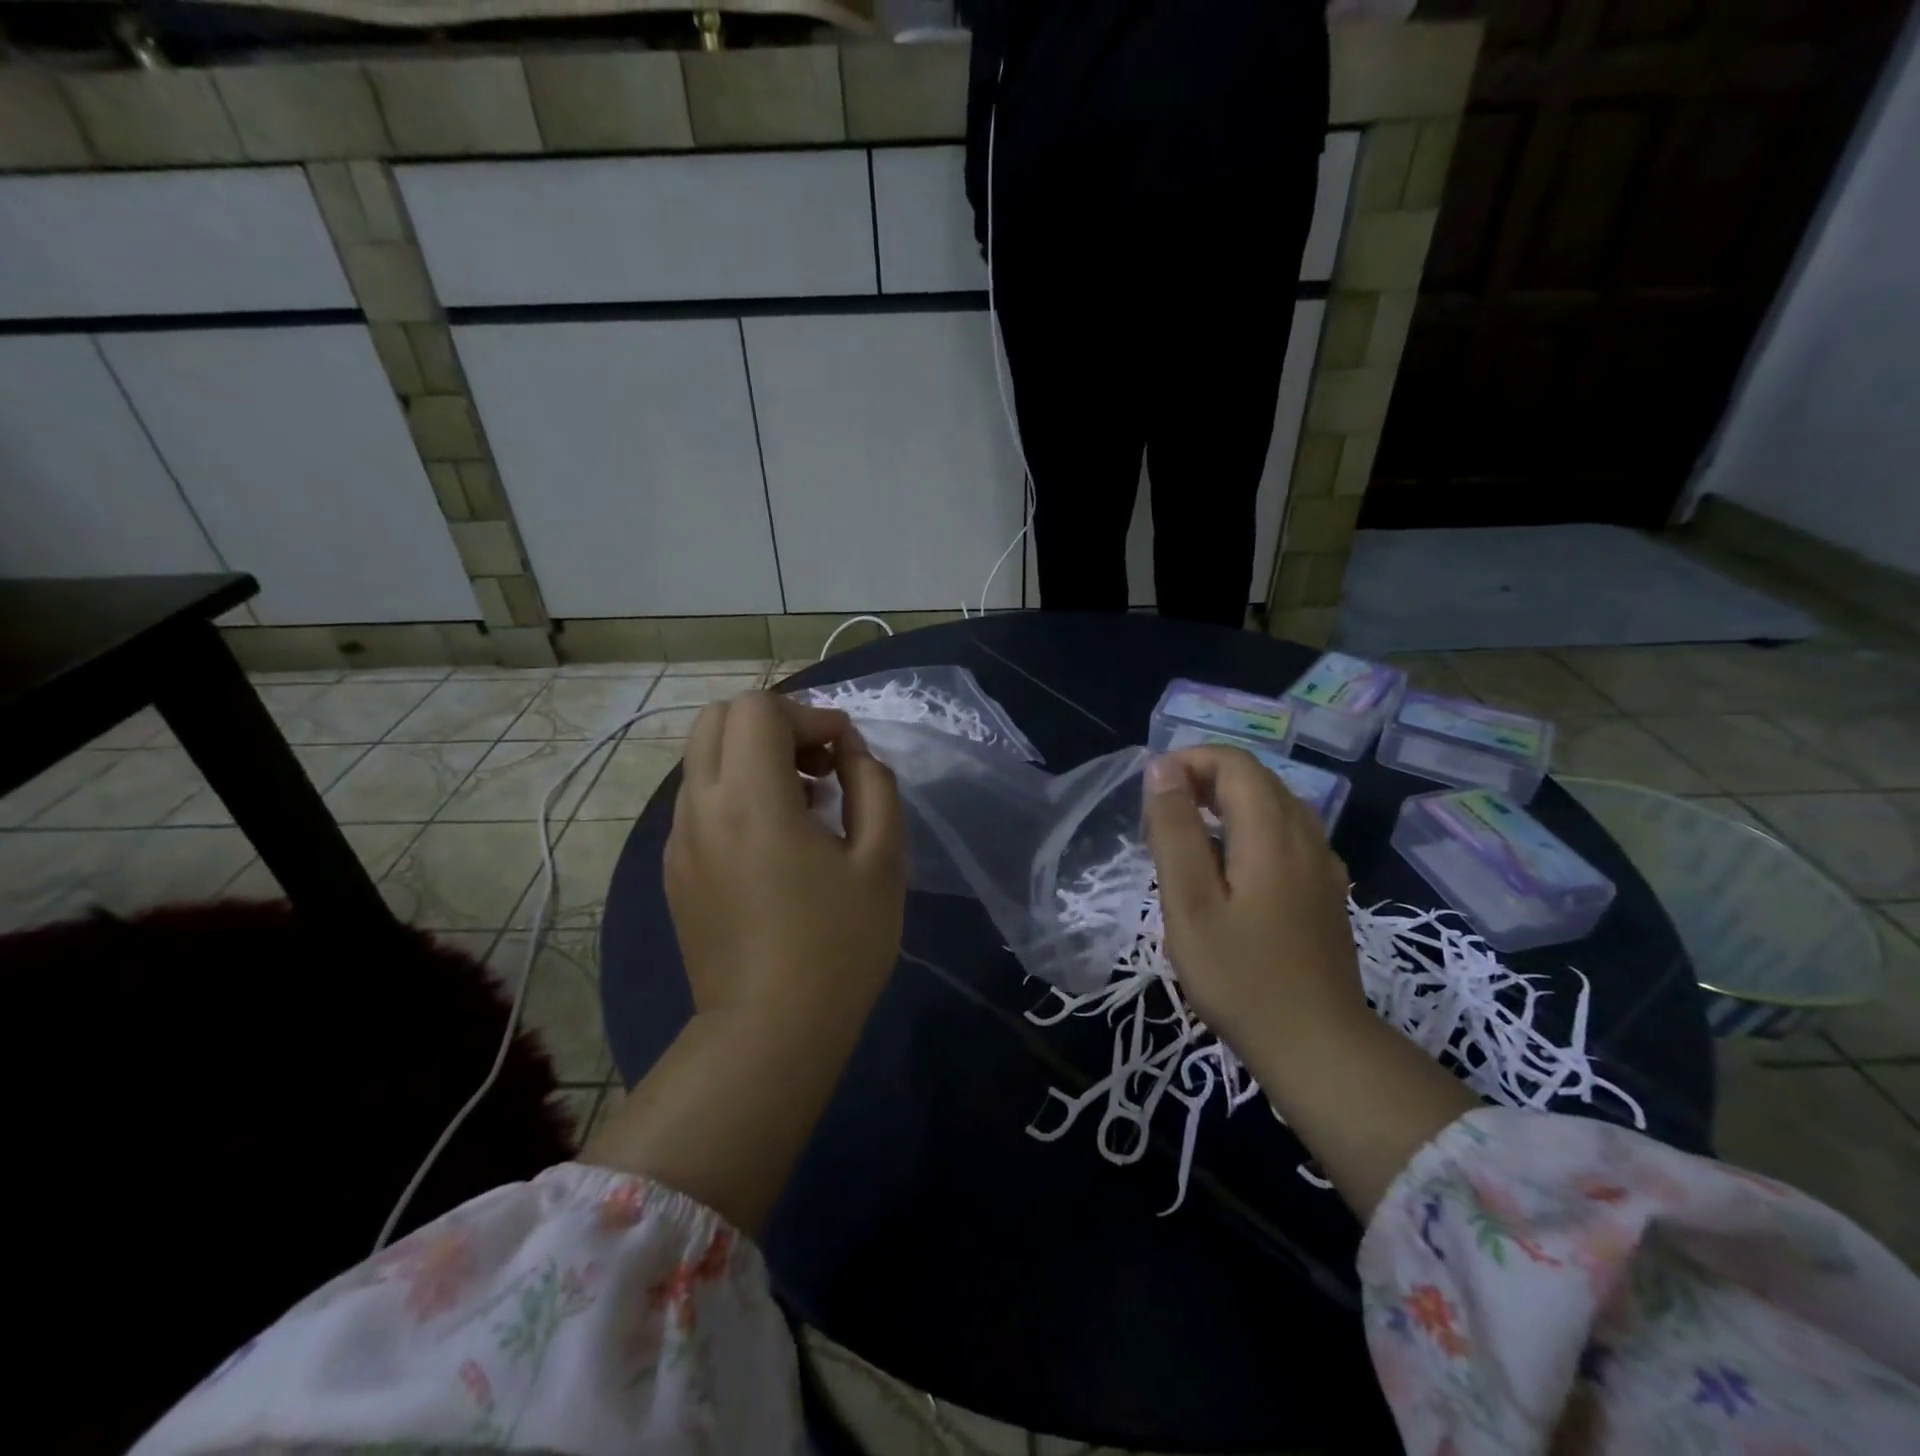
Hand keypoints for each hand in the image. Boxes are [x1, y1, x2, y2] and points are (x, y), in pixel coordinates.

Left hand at [665, 691, 905, 1032]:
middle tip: (818, 765)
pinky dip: (735, 793)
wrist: (769, 1033)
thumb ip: (873, 784)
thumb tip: (849, 750)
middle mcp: (700, 807)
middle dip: (773, 725)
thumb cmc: (838, 945)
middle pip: (718, 719)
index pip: (758, 708)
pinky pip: (699, 801)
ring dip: (752, 758)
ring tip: (803, 804)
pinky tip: (774, 842)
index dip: (809, 714)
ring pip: (703, 759)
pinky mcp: (675, 870)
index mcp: (750, 798)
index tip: (844, 753)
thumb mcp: (882, 859)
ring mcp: (679, 840)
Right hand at [1144, 744, 1479, 1219]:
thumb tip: (1162, 768)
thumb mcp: (1189, 903)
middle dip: (1206, 778)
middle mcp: (1306, 836)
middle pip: (1258, 778)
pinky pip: (1288, 833)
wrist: (1317, 1046)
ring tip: (1188, 834)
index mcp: (1272, 832)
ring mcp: (1323, 864)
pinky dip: (1252, 827)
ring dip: (1229, 801)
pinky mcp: (1327, 890)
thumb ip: (1174, 830)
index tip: (1152, 793)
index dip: (1190, 761)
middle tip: (1162, 814)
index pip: (1235, 763)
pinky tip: (1230, 866)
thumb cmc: (1240, 976)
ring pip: (1276, 804)